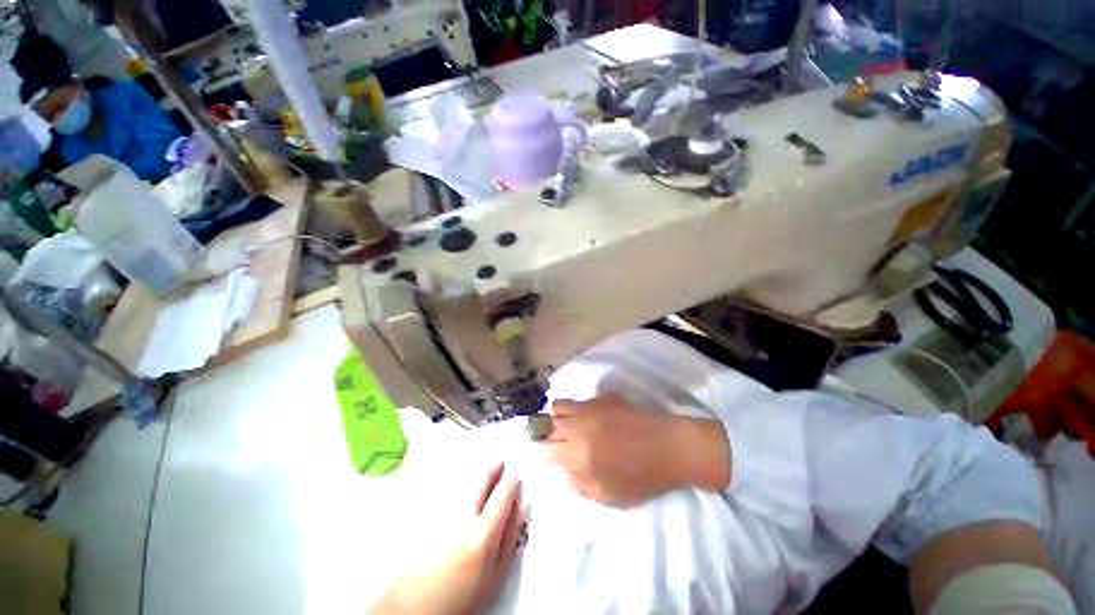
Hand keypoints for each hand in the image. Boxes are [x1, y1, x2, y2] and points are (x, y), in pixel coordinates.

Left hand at [370, 462, 523, 614]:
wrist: (414, 609)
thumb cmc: (460, 598)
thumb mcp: (495, 577)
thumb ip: (510, 538)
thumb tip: (521, 507)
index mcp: (482, 535)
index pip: (502, 496)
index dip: (511, 479)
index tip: (515, 470)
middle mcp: (461, 519)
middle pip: (480, 482)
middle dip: (492, 470)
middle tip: (500, 462)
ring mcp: (440, 516)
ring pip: (463, 485)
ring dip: (476, 477)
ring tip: (485, 473)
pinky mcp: (424, 517)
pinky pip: (447, 494)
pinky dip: (458, 488)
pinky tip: (462, 491)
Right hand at [541, 394, 730, 506]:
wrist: (669, 447)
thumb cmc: (642, 478)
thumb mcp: (608, 496)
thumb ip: (578, 484)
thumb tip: (562, 470)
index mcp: (578, 453)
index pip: (545, 450)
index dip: (542, 454)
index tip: (546, 458)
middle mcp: (579, 426)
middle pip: (546, 424)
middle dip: (544, 434)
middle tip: (552, 442)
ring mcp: (590, 407)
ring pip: (559, 405)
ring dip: (555, 417)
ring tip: (563, 425)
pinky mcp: (602, 397)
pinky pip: (579, 400)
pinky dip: (575, 409)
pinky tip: (586, 417)